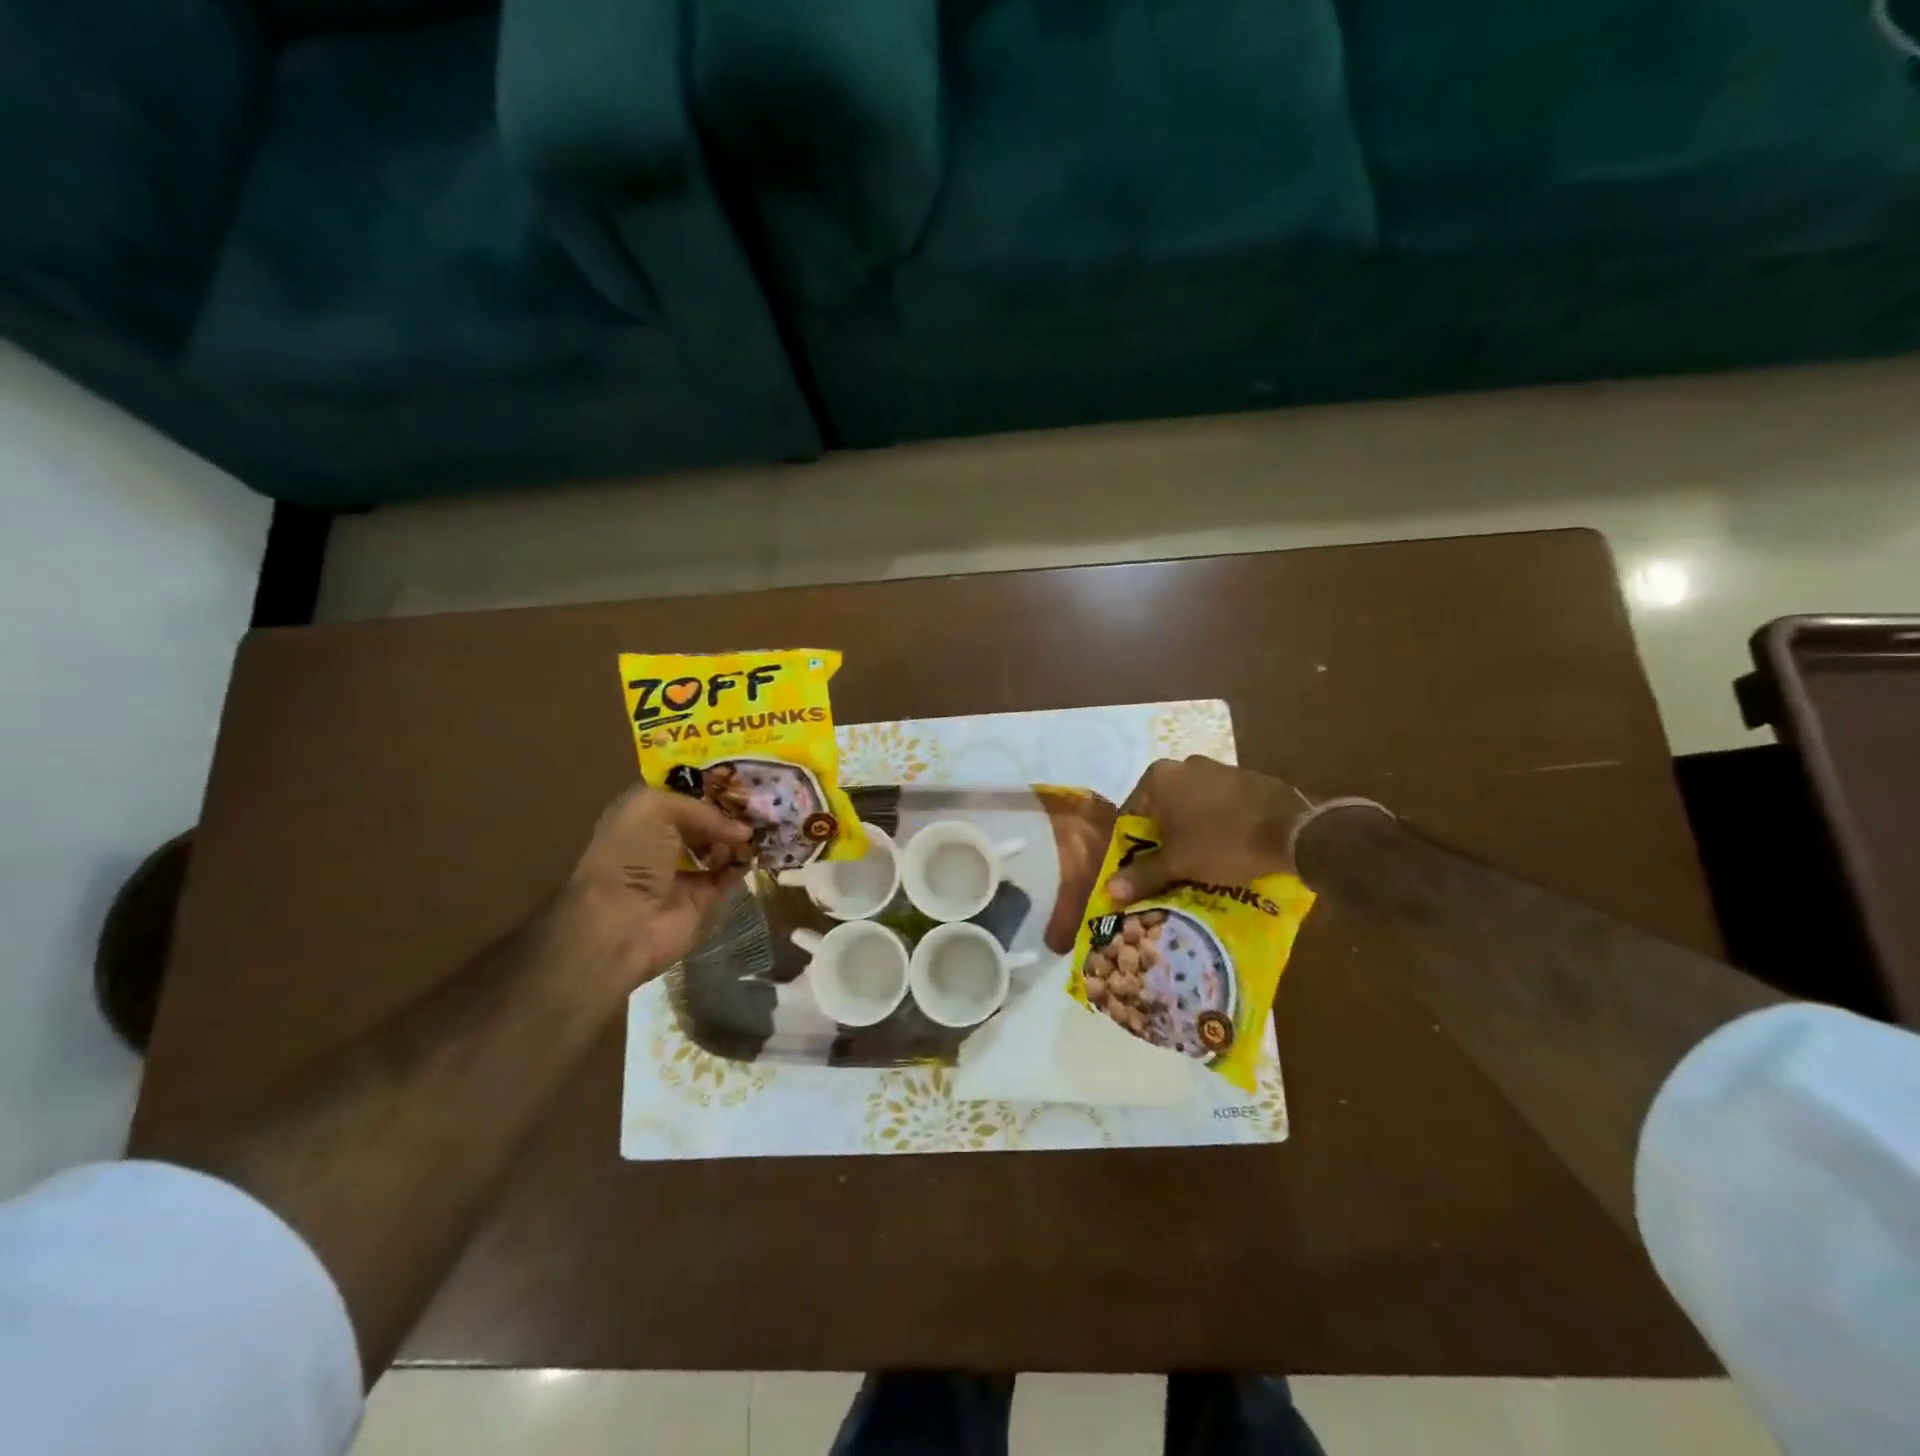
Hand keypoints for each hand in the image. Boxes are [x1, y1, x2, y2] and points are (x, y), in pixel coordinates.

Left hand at [559, 786, 753, 987]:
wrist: (622, 922)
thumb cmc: (630, 855)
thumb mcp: (654, 809)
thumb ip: (699, 809)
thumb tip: (741, 829)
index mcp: (641, 816)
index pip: (681, 793)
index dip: (709, 787)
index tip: (742, 779)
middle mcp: (661, 841)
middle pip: (703, 820)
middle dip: (729, 811)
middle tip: (761, 801)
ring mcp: (682, 871)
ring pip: (719, 846)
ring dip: (739, 837)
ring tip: (764, 824)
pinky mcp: (701, 898)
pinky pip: (729, 875)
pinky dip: (744, 864)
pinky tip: (758, 850)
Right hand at [1106, 756, 1311, 903]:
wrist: (1294, 832)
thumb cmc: (1223, 842)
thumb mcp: (1178, 863)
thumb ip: (1142, 875)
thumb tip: (1109, 890)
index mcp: (1159, 777)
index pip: (1131, 814)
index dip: (1132, 846)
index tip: (1140, 872)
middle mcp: (1183, 765)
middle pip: (1161, 809)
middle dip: (1162, 839)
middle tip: (1168, 870)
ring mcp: (1218, 768)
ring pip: (1190, 807)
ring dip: (1189, 832)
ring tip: (1198, 865)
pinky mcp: (1246, 779)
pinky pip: (1218, 805)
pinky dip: (1215, 825)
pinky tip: (1226, 850)